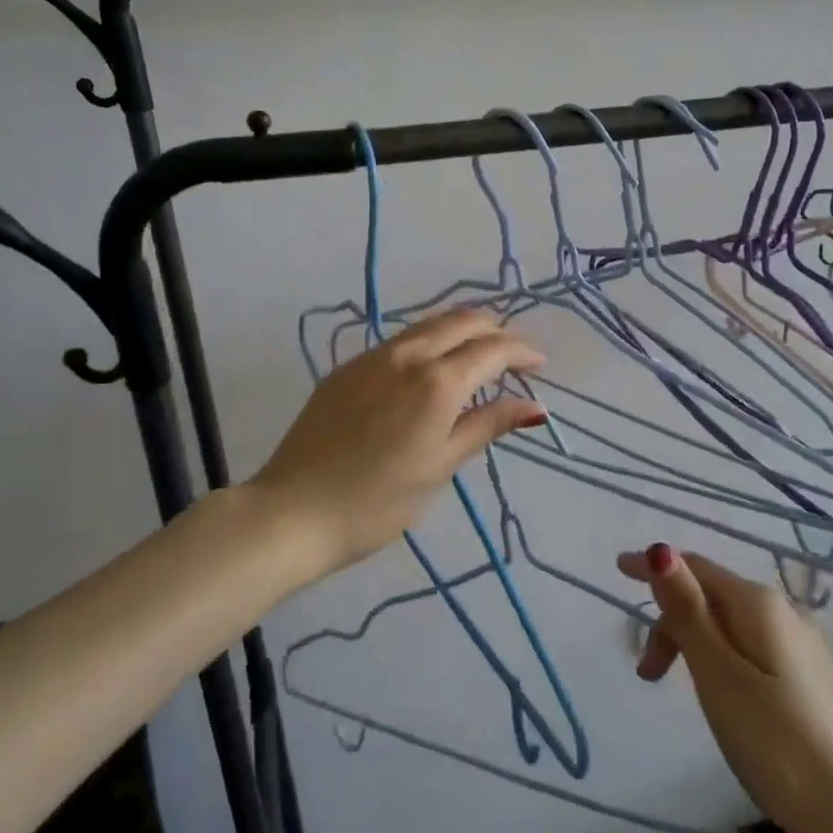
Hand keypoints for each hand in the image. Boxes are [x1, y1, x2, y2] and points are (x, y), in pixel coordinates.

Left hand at [253, 308, 546, 577]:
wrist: (292, 511)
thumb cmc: (376, 502)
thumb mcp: (439, 467)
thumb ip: (486, 426)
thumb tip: (535, 407)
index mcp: (436, 382)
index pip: (492, 349)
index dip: (522, 352)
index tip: (540, 365)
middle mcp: (407, 355)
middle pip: (462, 320)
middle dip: (495, 331)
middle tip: (514, 358)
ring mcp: (372, 356)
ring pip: (430, 325)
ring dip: (462, 332)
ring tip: (479, 359)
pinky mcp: (348, 367)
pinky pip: (401, 340)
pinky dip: (431, 343)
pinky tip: (431, 371)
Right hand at [617, 544, 832, 832]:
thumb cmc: (778, 744)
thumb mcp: (719, 675)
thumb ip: (688, 610)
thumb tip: (662, 549)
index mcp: (759, 603)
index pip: (696, 567)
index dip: (655, 566)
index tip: (618, 569)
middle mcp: (785, 611)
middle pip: (712, 596)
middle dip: (672, 621)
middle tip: (648, 675)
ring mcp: (805, 645)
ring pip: (732, 625)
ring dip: (695, 644)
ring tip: (680, 690)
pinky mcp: (814, 679)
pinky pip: (753, 648)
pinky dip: (723, 659)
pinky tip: (724, 696)